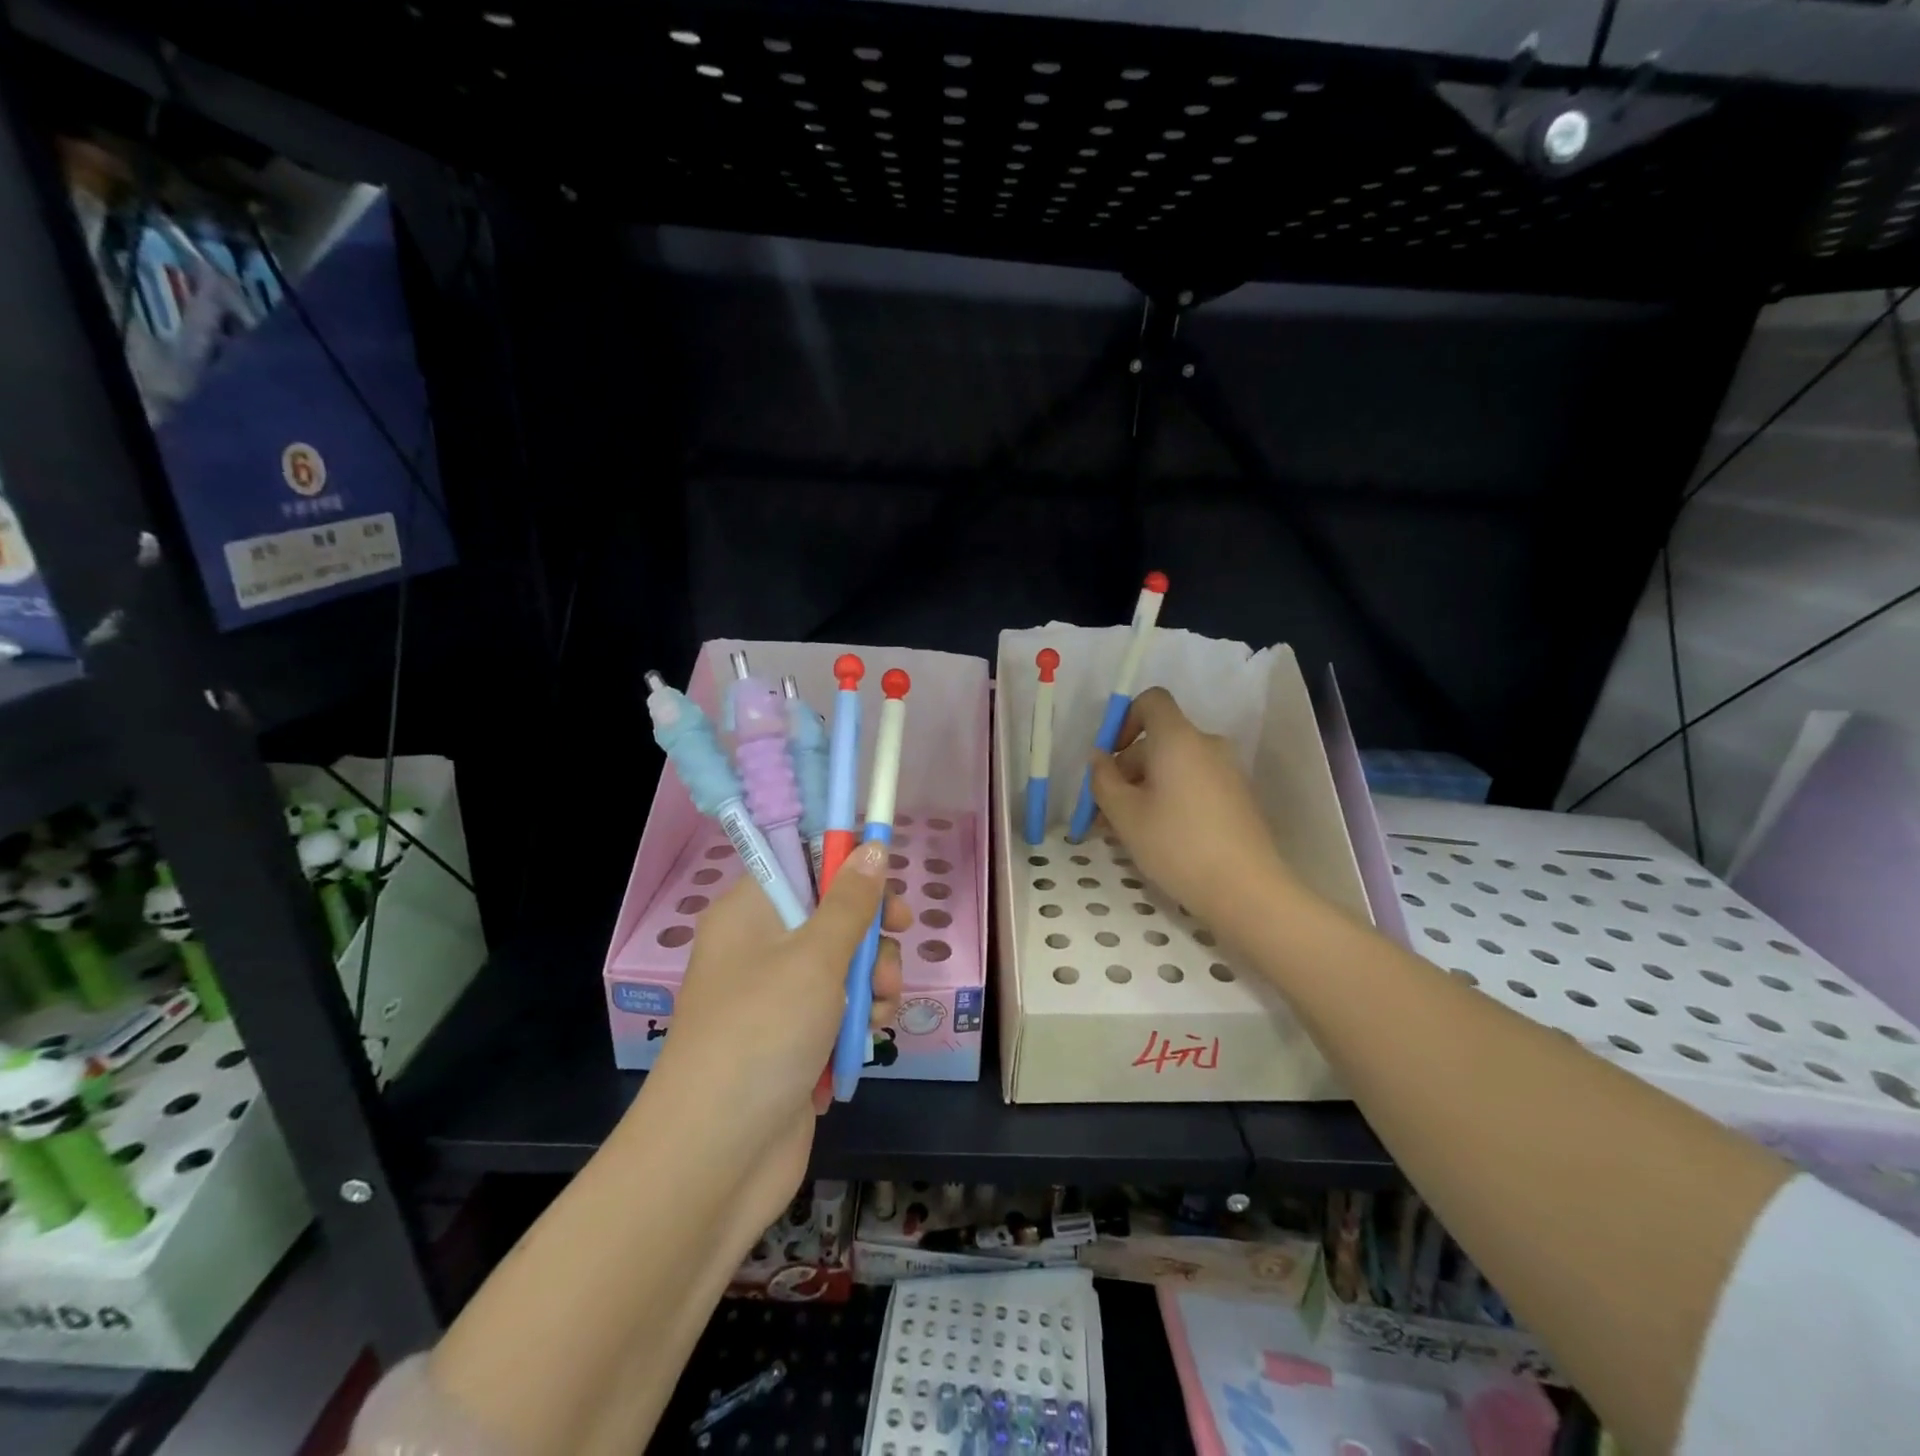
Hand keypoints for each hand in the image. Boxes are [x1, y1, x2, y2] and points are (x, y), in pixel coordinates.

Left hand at [647, 842, 906, 1223]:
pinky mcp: (793, 1041)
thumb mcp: (815, 957)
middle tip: (898, 943)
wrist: (716, 1158)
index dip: (848, 867)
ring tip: (882, 1008)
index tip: (887, 884)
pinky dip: (858, 1018)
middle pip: (831, 915)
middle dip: (872, 934)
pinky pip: (838, 1010)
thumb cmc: (763, 1034)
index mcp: (750, 913)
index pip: (802, 864)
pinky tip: (870, 1037)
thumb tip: (872, 846)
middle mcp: (760, 948)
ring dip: (873, 981)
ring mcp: (776, 998)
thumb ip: (851, 901)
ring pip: (843, 965)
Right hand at [1089, 686, 1291, 935]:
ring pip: (1175, 766)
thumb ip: (1103, 780)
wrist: (1246, 889)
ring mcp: (1227, 771)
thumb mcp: (1124, 814)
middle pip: (1159, 740)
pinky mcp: (1238, 797)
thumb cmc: (1176, 845)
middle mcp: (1207, 745)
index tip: (1110, 757)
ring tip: (1126, 830)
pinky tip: (1159, 836)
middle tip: (1105, 811)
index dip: (1125, 720)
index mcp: (1178, 738)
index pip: (1152, 701)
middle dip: (1127, 769)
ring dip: (1146, 788)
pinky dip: (1172, 798)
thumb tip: (1098, 758)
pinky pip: (1195, 783)